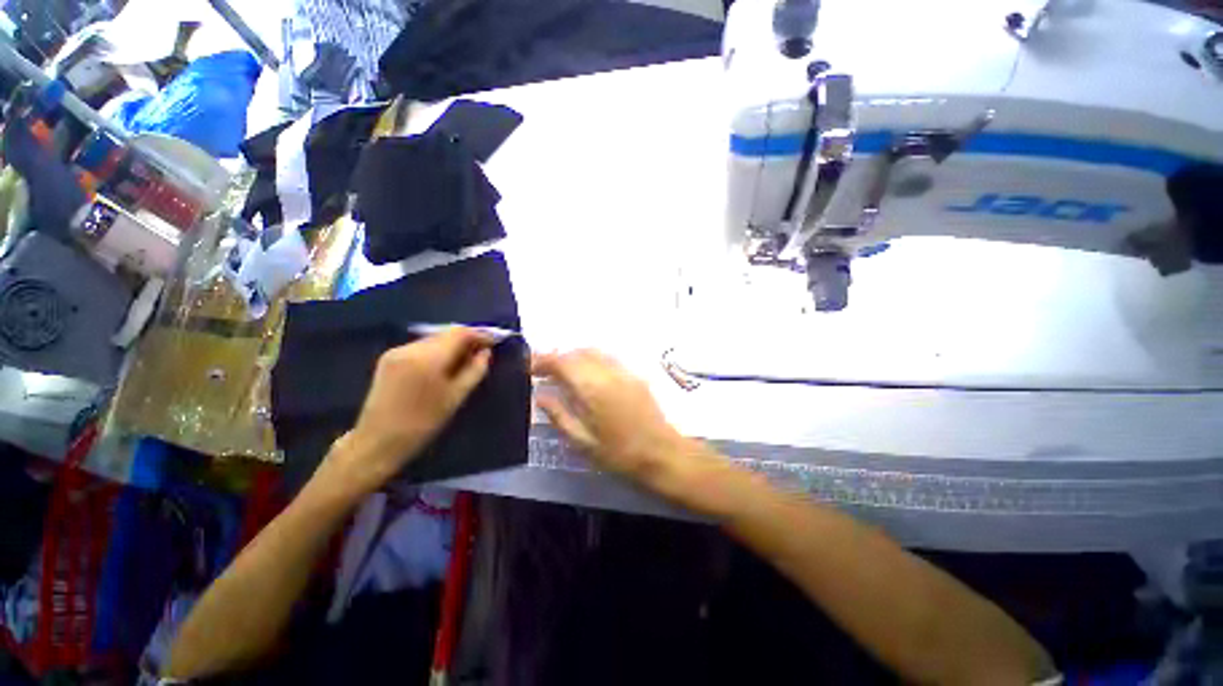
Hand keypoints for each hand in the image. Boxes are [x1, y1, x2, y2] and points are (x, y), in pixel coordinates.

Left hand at [313, 328, 493, 502]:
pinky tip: (443, 364)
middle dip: (466, 339)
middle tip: (482, 352)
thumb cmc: (423, 424)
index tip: (494, 341)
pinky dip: (436, 351)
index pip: (460, 333)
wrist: (377, 442)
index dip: (480, 334)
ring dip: (451, 345)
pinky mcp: (388, 358)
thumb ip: (475, 370)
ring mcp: (396, 351)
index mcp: (428, 358)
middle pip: (445, 333)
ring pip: (433, 339)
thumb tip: (486, 352)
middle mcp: (410, 348)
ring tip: (465, 359)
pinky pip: (420, 347)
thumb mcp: (456, 397)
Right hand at [532, 349, 712, 494]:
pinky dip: (591, 359)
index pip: (562, 361)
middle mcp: (608, 372)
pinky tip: (588, 375)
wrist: (662, 454)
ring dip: (574, 356)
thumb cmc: (619, 454)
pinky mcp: (635, 375)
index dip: (543, 360)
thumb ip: (559, 415)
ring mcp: (624, 371)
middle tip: (544, 371)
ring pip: (593, 351)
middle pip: (577, 352)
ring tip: (563, 372)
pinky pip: (608, 357)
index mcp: (592, 388)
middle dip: (557, 357)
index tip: (529, 368)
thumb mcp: (582, 442)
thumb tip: (540, 395)